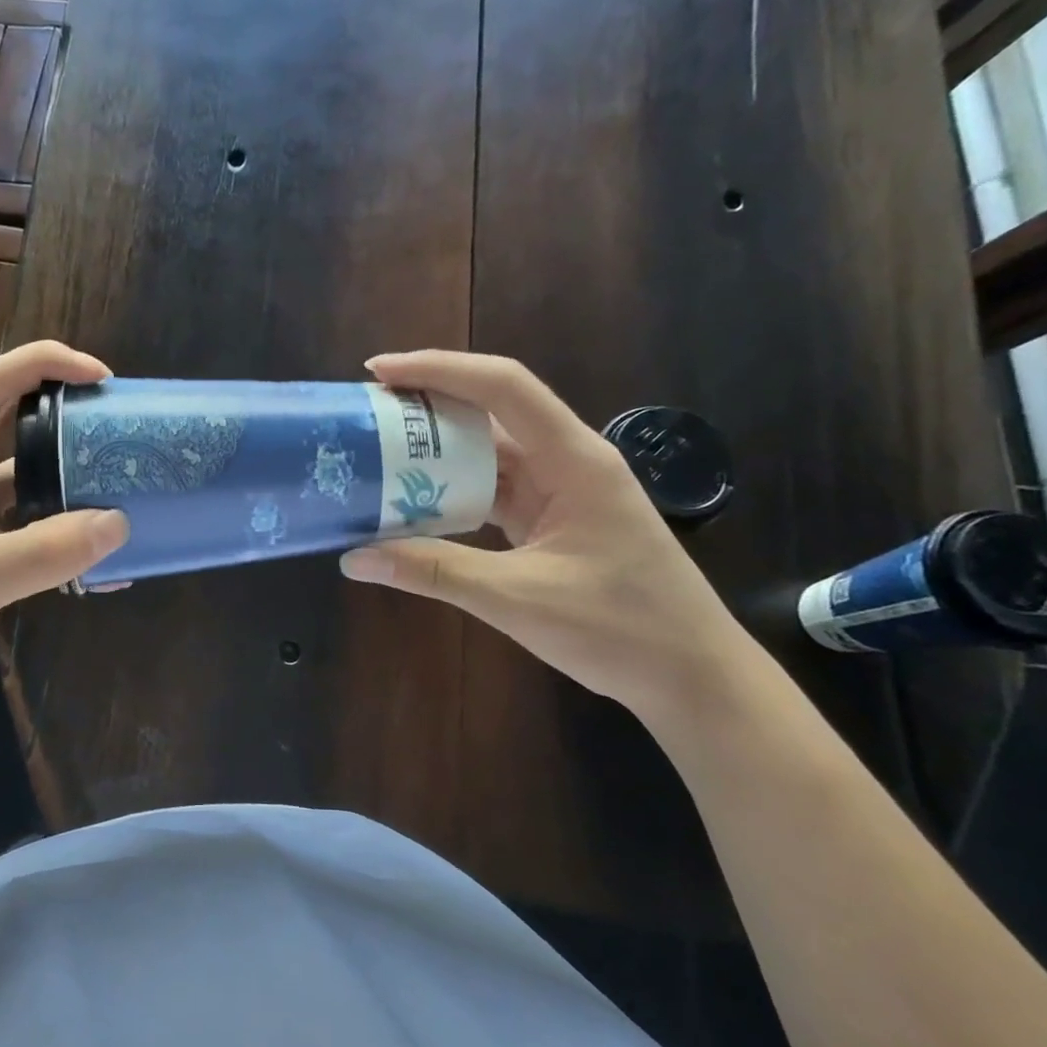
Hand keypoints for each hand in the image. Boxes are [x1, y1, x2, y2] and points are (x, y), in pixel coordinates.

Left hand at [0, 342, 128, 726]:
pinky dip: (65, 542)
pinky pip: (31, 536)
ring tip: (125, 488)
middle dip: (66, 420)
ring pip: (27, 484)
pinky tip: (105, 560)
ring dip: (72, 485)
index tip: (100, 375)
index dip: (43, 366)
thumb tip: (118, 523)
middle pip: (12, 427)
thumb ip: (41, 552)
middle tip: (121, 426)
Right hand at [338, 351, 758, 722]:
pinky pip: (492, 488)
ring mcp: (560, 490)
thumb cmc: (620, 631)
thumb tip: (354, 558)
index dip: (439, 369)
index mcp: (573, 461)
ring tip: (377, 452)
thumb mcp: (517, 599)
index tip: (379, 371)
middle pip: (491, 410)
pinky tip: (413, 501)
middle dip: (427, 405)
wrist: (692, 677)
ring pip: (488, 451)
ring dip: (436, 451)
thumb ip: (433, 571)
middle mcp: (566, 461)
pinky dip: (451, 490)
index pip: (503, 387)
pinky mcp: (551, 518)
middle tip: (366, 413)